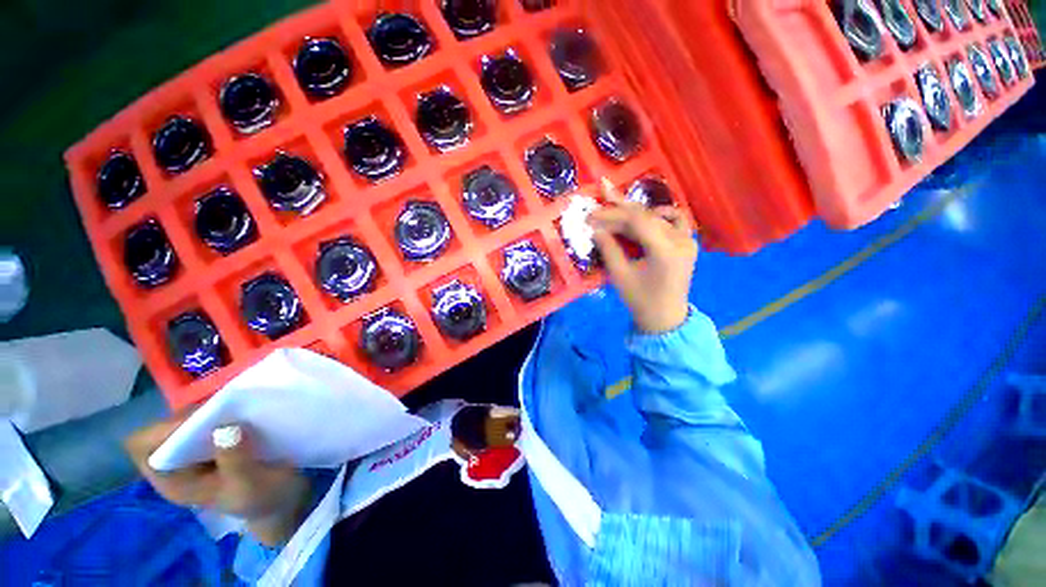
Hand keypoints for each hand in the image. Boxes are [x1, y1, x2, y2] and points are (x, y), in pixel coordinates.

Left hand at [125, 417, 310, 545]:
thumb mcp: (252, 487)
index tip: (198, 421)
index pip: (144, 448)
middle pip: (169, 426)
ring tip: (241, 405)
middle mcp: (179, 461)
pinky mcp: (219, 435)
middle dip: (195, 414)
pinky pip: (213, 415)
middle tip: (228, 407)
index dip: (164, 431)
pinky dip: (227, 409)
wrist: (285, 497)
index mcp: (174, 481)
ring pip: (191, 417)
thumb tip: (227, 427)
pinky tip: (247, 410)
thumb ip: (237, 462)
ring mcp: (199, 447)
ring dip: (214, 408)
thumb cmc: (263, 499)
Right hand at [588, 183, 697, 332]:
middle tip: (601, 198)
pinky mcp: (687, 242)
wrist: (665, 317)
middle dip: (620, 209)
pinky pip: (674, 219)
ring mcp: (687, 240)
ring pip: (658, 215)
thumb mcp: (620, 275)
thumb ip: (608, 249)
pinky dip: (657, 214)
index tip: (591, 215)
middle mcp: (681, 240)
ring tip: (616, 206)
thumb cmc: (640, 300)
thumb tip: (595, 228)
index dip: (612, 214)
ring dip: (636, 211)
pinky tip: (644, 216)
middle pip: (647, 215)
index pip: (637, 221)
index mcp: (665, 251)